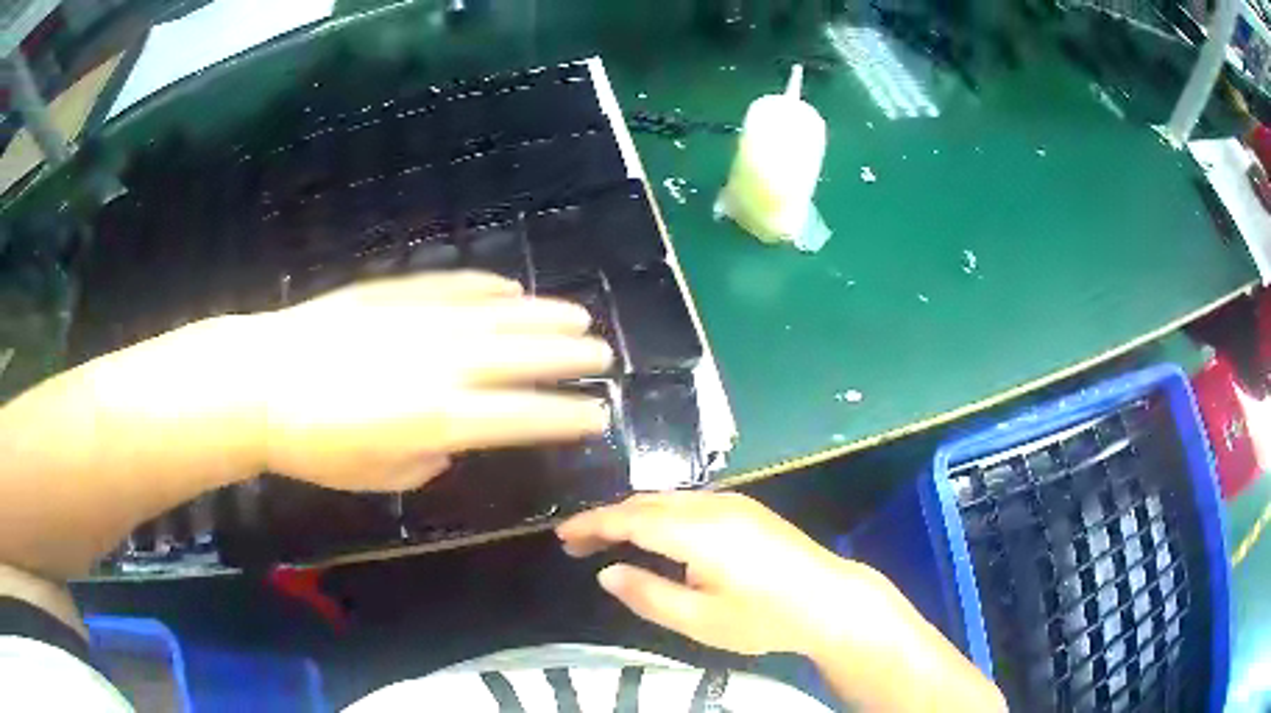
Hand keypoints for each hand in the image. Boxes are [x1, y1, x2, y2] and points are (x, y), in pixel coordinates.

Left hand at [248, 271, 612, 491]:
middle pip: (523, 356)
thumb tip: (453, 440)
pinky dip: (487, 288)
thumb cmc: (317, 447)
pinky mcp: (396, 293)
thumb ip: (431, 459)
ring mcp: (420, 320)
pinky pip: (454, 286)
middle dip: (569, 357)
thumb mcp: (381, 477)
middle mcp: (443, 364)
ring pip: (497, 314)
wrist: (261, 383)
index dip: (565, 416)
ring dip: (542, 315)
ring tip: (577, 316)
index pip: (523, 416)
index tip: (596, 415)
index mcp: (441, 418)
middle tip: (602, 355)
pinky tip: (509, 290)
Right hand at [556, 492, 895, 656]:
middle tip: (577, 543)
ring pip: (668, 499)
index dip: (592, 524)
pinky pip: (689, 502)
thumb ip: (648, 595)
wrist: (830, 600)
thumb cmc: (765, 618)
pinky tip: (654, 536)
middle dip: (607, 518)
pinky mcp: (747, 509)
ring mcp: (733, 503)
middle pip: (646, 502)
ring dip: (633, 514)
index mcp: (697, 532)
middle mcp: (712, 505)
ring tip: (607, 540)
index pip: (630, 519)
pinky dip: (659, 514)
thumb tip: (607, 573)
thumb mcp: (700, 621)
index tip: (562, 535)